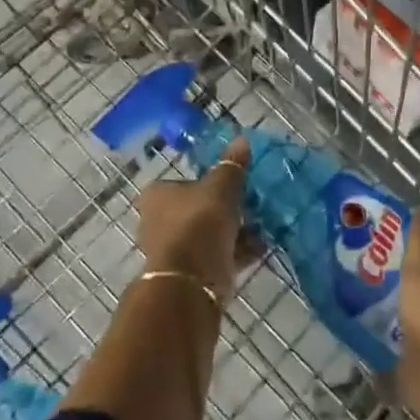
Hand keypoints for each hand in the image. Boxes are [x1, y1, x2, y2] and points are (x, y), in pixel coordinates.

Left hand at [134, 135, 251, 301]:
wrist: (192, 279)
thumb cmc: (200, 222)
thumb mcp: (221, 186)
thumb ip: (232, 165)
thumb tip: (241, 140)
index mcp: (157, 195)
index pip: (183, 182)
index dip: (207, 182)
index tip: (232, 184)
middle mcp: (159, 221)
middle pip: (196, 209)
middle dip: (223, 209)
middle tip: (250, 204)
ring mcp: (173, 250)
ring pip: (208, 234)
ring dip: (233, 231)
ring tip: (262, 225)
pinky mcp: (189, 274)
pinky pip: (217, 255)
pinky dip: (237, 251)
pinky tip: (262, 246)